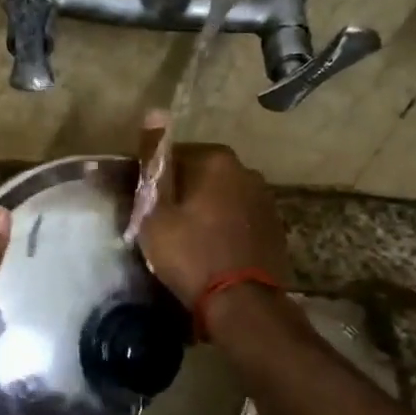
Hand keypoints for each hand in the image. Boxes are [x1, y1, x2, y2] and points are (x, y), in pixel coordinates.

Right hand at [133, 114, 289, 308]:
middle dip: (181, 193)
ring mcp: (264, 200)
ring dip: (204, 210)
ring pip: (220, 197)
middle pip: (200, 175)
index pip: (172, 156)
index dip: (153, 181)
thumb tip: (155, 111)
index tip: (141, 205)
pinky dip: (223, 228)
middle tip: (160, 225)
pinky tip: (210, 251)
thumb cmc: (190, 253)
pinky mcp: (274, 227)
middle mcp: (246, 171)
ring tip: (185, 240)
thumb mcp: (156, 211)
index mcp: (216, 160)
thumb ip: (154, 162)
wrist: (242, 304)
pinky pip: (237, 218)